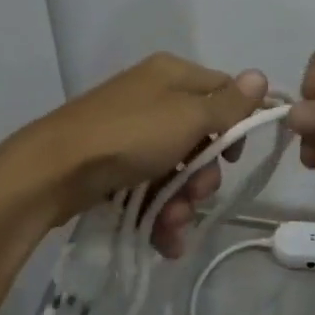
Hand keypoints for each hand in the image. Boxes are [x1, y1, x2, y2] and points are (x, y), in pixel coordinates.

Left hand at [0, 54, 267, 257]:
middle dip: (204, 175)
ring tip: (173, 223)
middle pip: (202, 137)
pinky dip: (160, 212)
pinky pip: (151, 186)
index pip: (223, 92)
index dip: (236, 124)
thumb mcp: (188, 118)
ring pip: (177, 168)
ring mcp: (131, 133)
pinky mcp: (115, 164)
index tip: (236, 156)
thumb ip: (228, 104)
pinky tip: (165, 240)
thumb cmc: (129, 136)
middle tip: (197, 194)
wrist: (52, 170)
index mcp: (172, 75)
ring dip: (183, 201)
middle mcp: (153, 98)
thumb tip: (261, 76)